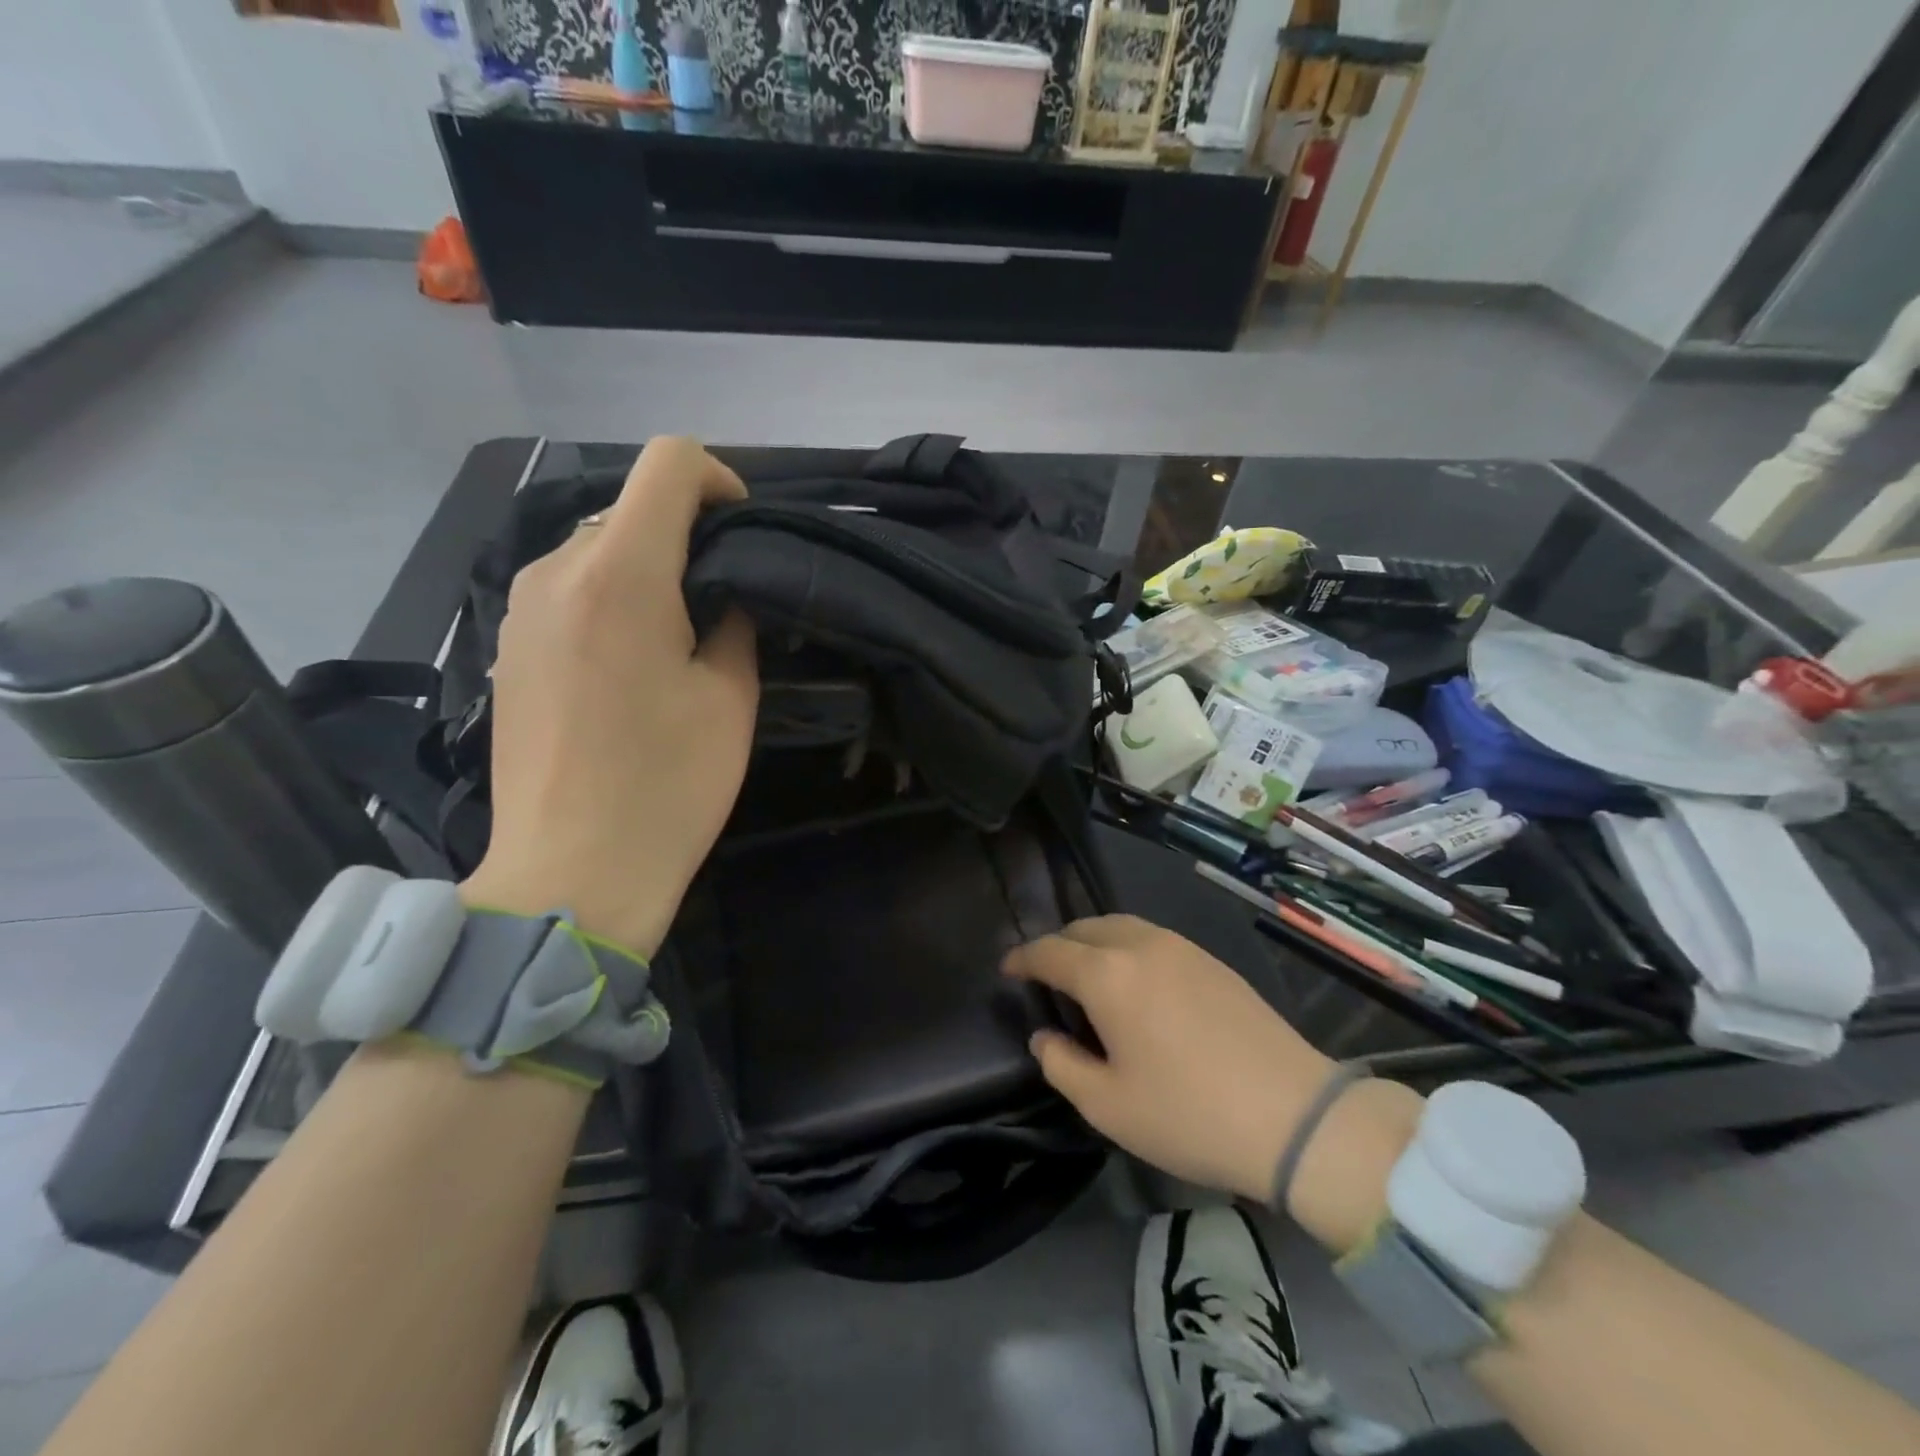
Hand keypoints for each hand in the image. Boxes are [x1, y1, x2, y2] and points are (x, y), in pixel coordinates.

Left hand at [460, 438, 758, 957]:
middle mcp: (556, 572)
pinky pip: (567, 591)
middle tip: (721, 603)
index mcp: (622, 574)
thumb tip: (720, 595)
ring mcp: (519, 609)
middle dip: (684, 536)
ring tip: (676, 640)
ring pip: (595, 550)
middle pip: (630, 508)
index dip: (718, 479)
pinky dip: (608, 600)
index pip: (668, 463)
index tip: (742, 531)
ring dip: (644, 571)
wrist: (571, 873)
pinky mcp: (505, 647)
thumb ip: (733, 621)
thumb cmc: (668, 786)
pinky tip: (627, 668)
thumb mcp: (730, 698)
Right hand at [1005, 915, 1421, 1248]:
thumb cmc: (1189, 1114)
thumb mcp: (1108, 1106)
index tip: (1007, 970)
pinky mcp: (1212, 960)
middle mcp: (1140, 945)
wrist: (1295, 1116)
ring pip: (1121, 926)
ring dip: (1094, 942)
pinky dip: (1127, 947)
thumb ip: (1062, 1065)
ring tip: (1088, 975)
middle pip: (1084, 928)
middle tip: (1045, 976)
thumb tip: (1044, 1037)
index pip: (1049, 951)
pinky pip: (1152, 938)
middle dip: (1057, 945)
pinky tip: (1135, 981)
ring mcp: (1181, 947)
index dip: (1022, 958)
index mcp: (1107, 974)